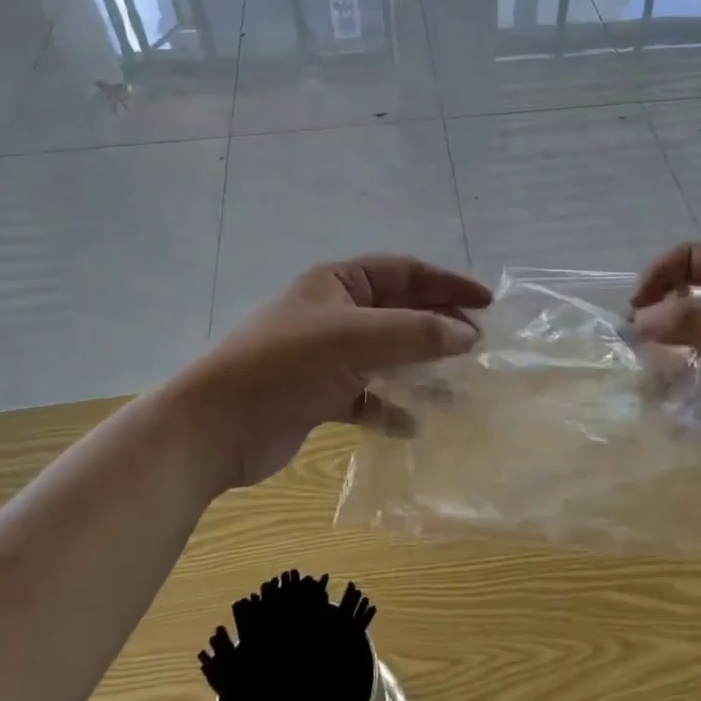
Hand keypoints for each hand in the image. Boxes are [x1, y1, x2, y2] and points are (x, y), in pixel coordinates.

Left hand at [177, 255, 491, 492]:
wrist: (213, 429)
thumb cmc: (285, 366)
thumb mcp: (355, 339)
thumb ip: (416, 333)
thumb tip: (469, 335)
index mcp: (337, 284)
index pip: (404, 272)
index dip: (447, 283)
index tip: (486, 302)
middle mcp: (334, 314)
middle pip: (399, 313)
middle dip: (439, 326)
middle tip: (480, 344)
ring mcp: (326, 356)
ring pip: (387, 355)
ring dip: (421, 368)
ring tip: (459, 385)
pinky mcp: (319, 396)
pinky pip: (367, 396)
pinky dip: (390, 407)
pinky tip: (413, 424)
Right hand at [629, 242, 700, 481]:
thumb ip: (700, 318)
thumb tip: (639, 322)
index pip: (693, 260)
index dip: (662, 274)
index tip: (638, 306)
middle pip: (686, 307)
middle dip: (659, 324)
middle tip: (638, 351)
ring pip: (690, 353)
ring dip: (668, 365)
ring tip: (654, 385)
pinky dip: (686, 401)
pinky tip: (675, 413)